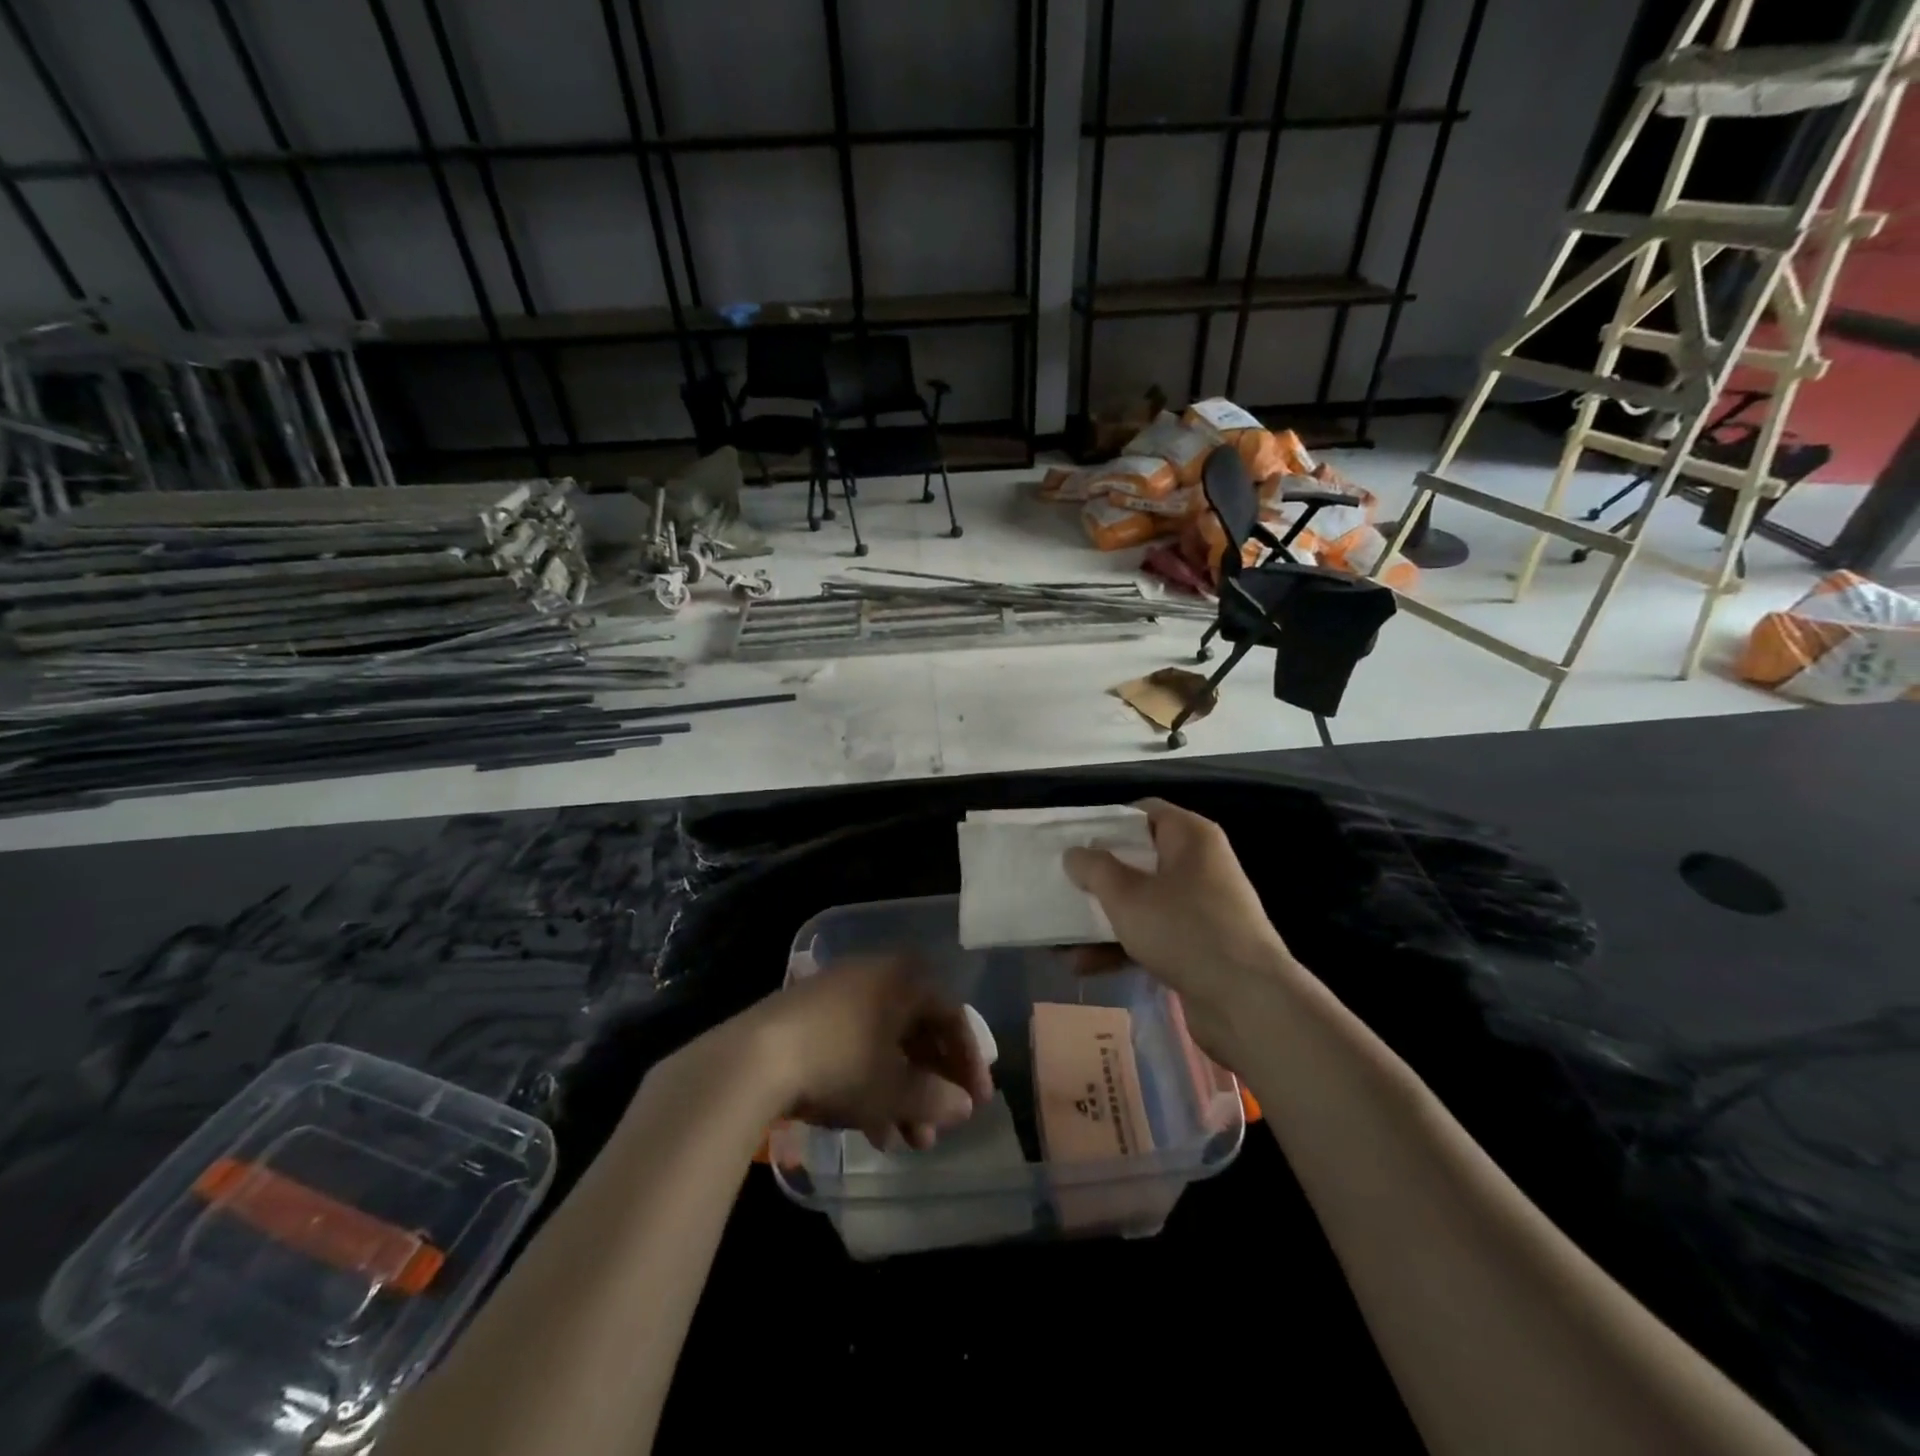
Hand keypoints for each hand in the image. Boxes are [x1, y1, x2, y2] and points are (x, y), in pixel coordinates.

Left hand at [738, 956, 993, 1151]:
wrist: (753, 1058)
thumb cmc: (840, 1063)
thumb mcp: (893, 1090)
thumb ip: (935, 1098)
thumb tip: (963, 1106)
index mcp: (904, 979)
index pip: (952, 1016)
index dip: (969, 1062)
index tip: (977, 1104)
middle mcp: (876, 976)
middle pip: (917, 1032)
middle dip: (930, 1086)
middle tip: (937, 1128)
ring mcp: (839, 993)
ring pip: (885, 1043)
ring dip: (900, 1093)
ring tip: (904, 1142)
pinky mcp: (809, 1015)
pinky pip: (855, 1045)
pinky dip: (869, 1082)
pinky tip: (869, 1128)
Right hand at [1063, 798, 1297, 1060]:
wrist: (1247, 1003)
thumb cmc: (1184, 930)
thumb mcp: (1127, 894)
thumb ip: (1094, 868)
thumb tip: (1075, 853)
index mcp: (1191, 837)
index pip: (1143, 813)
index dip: (1106, 823)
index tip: (1072, 840)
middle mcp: (1199, 865)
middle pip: (1138, 859)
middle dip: (1097, 876)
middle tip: (1060, 885)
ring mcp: (1200, 908)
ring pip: (1141, 901)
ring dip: (1101, 918)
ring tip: (1059, 937)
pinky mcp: (1198, 946)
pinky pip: (1151, 935)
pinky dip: (1120, 945)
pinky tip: (1082, 965)